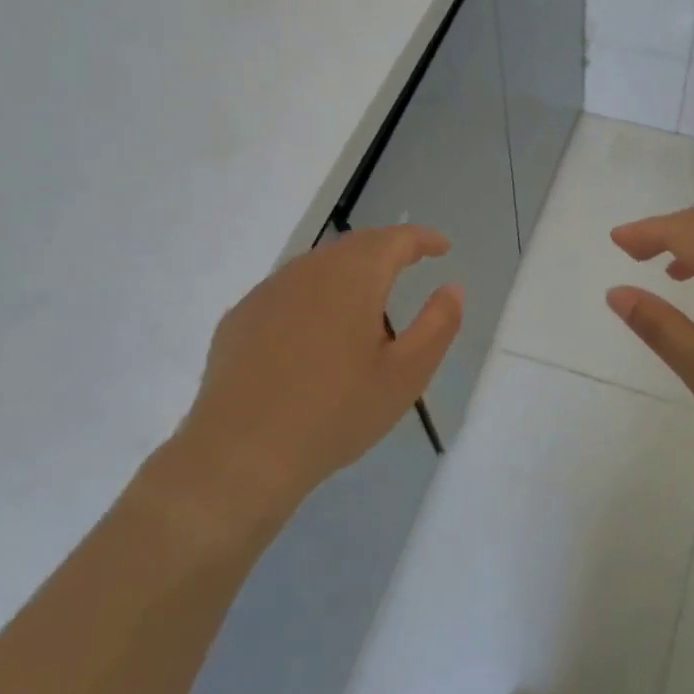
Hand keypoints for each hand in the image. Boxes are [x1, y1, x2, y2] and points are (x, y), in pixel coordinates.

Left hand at [161, 226, 461, 528]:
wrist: (241, 454)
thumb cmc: (335, 413)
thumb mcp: (405, 375)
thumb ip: (437, 325)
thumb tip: (452, 287)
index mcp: (353, 278)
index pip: (394, 240)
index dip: (422, 239)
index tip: (442, 247)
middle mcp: (308, 271)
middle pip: (354, 246)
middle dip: (386, 250)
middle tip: (410, 265)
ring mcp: (268, 292)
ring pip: (318, 266)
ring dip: (349, 272)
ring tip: (367, 302)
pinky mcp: (240, 318)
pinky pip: (288, 291)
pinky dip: (314, 296)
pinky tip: (316, 332)